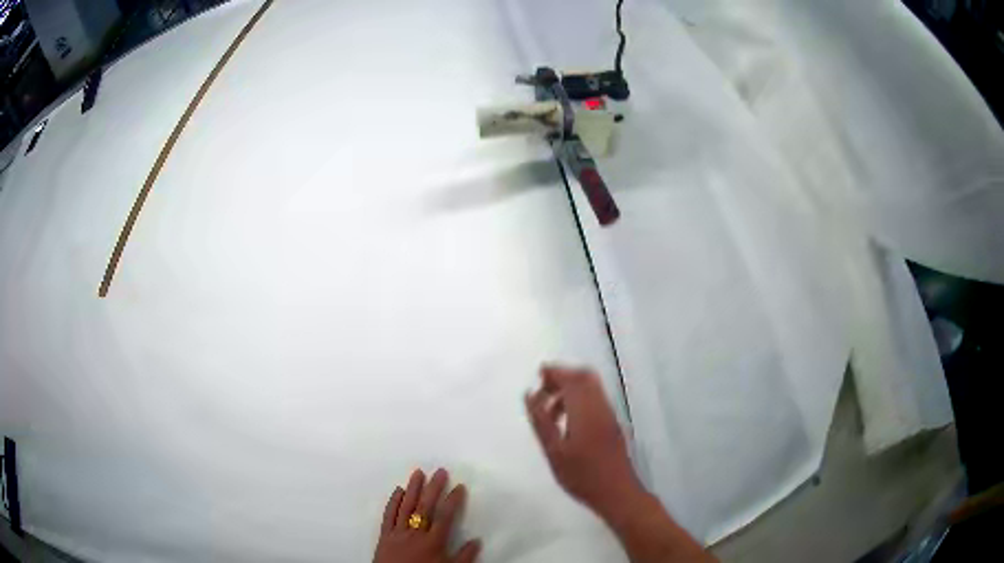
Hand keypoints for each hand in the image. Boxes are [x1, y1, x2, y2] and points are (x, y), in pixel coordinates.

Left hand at [373, 468, 480, 562]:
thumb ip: (464, 557)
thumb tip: (477, 540)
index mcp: (433, 542)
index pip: (445, 517)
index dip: (453, 501)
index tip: (459, 486)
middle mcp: (415, 533)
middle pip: (425, 507)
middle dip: (433, 488)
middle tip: (440, 471)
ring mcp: (397, 533)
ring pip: (406, 507)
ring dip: (412, 489)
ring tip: (418, 473)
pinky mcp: (384, 536)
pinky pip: (388, 516)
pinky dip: (393, 502)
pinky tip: (397, 490)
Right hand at [524, 366, 642, 517]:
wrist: (617, 492)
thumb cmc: (582, 475)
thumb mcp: (554, 451)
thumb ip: (541, 421)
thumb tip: (529, 395)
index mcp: (586, 411)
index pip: (572, 379)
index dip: (555, 372)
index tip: (539, 374)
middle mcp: (601, 407)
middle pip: (585, 378)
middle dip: (563, 377)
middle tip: (543, 390)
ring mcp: (609, 416)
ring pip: (592, 388)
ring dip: (571, 389)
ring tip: (550, 410)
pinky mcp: (612, 425)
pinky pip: (596, 400)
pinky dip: (579, 399)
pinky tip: (566, 421)